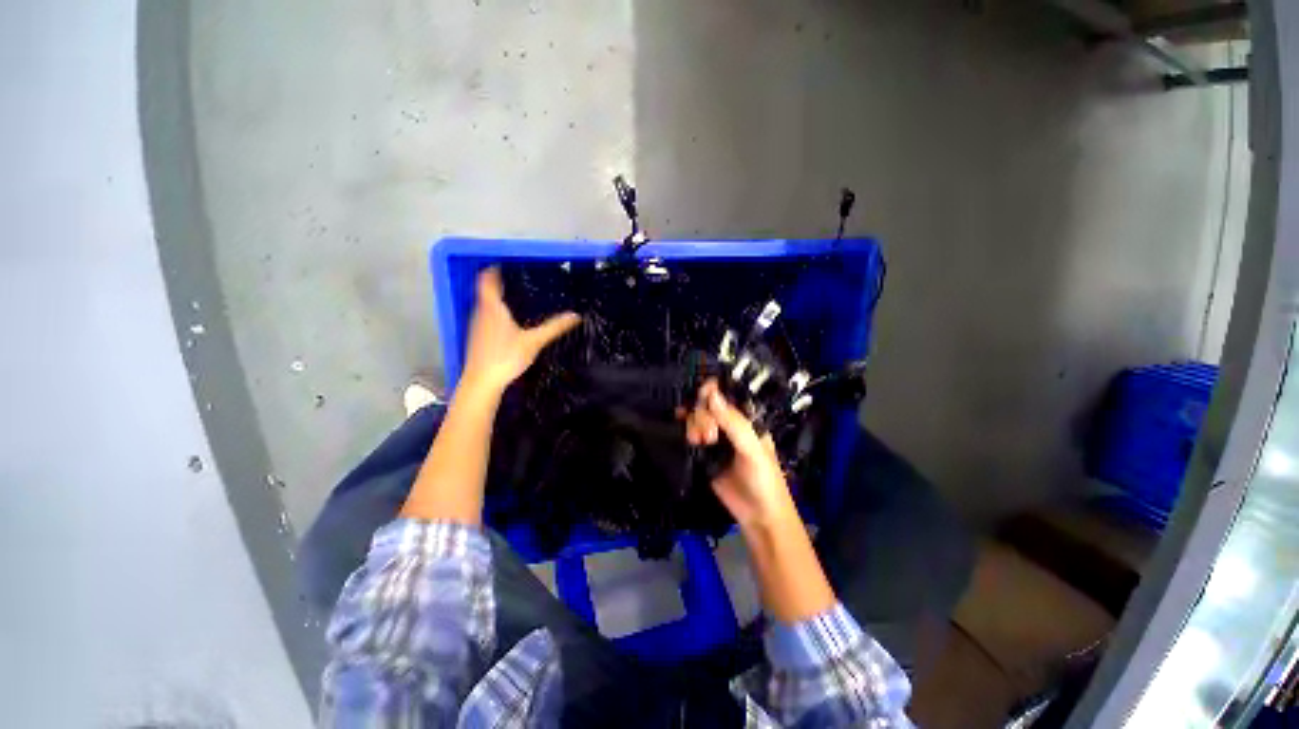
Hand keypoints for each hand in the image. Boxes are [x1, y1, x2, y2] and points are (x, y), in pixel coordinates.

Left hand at [460, 268, 580, 396]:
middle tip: (516, 278)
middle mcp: (480, 312)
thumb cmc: (506, 357)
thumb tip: (576, 316)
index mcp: (493, 308)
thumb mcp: (534, 341)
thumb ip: (554, 327)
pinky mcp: (476, 337)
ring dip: (495, 297)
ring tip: (513, 296)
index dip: (494, 269)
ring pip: (484, 304)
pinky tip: (506, 321)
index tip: (506, 262)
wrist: (481, 382)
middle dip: (498, 282)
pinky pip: (484, 316)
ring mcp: (476, 325)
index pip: (488, 279)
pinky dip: (493, 311)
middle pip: (485, 289)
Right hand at [684, 380, 798, 529]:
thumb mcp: (753, 449)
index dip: (713, 391)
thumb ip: (733, 423)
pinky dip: (686, 430)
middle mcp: (731, 425)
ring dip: (694, 424)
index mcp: (748, 419)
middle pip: (708, 405)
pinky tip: (683, 431)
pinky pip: (692, 434)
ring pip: (698, 418)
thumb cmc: (765, 480)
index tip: (702, 394)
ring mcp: (717, 439)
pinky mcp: (705, 453)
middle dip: (703, 414)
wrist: (759, 517)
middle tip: (709, 436)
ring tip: (699, 442)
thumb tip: (712, 394)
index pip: (728, 396)